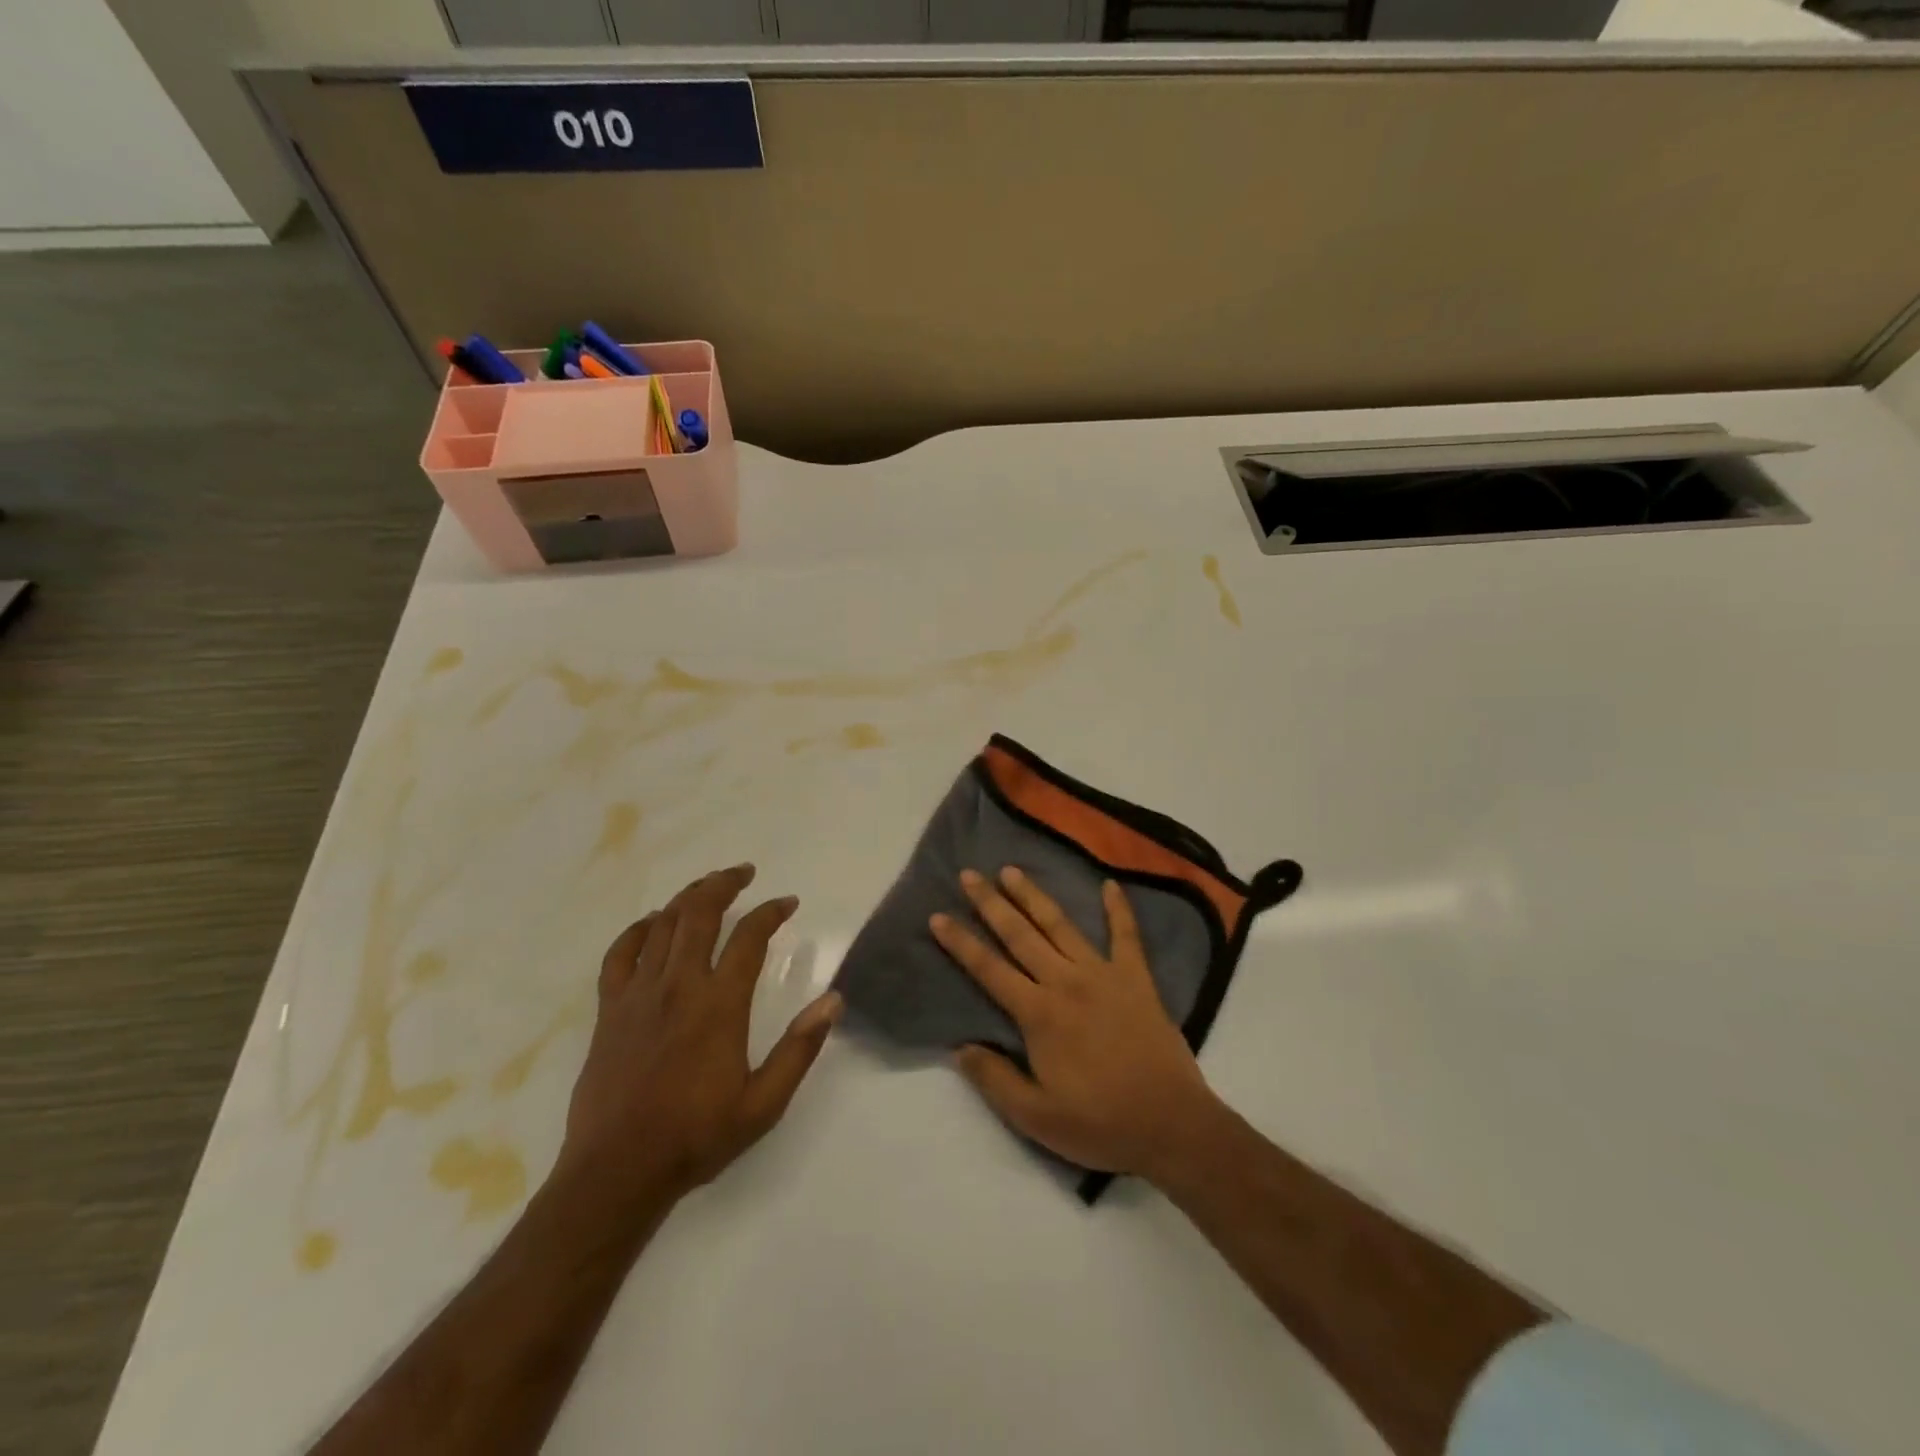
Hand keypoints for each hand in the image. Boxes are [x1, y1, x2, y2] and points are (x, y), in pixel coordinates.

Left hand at [557, 864, 842, 1208]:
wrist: (617, 1172)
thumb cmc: (696, 1136)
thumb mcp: (764, 1104)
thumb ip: (800, 1049)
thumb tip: (834, 1001)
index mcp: (718, 1006)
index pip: (749, 937)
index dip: (771, 912)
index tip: (787, 903)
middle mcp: (678, 986)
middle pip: (700, 914)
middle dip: (724, 884)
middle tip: (744, 873)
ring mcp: (638, 995)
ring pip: (662, 925)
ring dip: (688, 897)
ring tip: (708, 886)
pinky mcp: (610, 1010)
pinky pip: (620, 953)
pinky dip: (638, 929)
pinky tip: (652, 922)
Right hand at [929, 867, 1222, 1180]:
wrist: (1172, 1125)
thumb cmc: (1100, 1123)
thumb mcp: (1036, 1117)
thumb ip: (995, 1079)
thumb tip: (960, 1048)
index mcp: (1039, 1014)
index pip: (989, 969)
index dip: (961, 942)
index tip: (938, 916)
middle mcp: (1066, 982)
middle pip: (1020, 935)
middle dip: (991, 903)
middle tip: (970, 874)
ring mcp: (1104, 975)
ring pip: (1061, 925)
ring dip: (1034, 896)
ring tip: (1013, 870)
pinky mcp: (1137, 978)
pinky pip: (1126, 936)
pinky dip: (1118, 909)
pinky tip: (1110, 884)